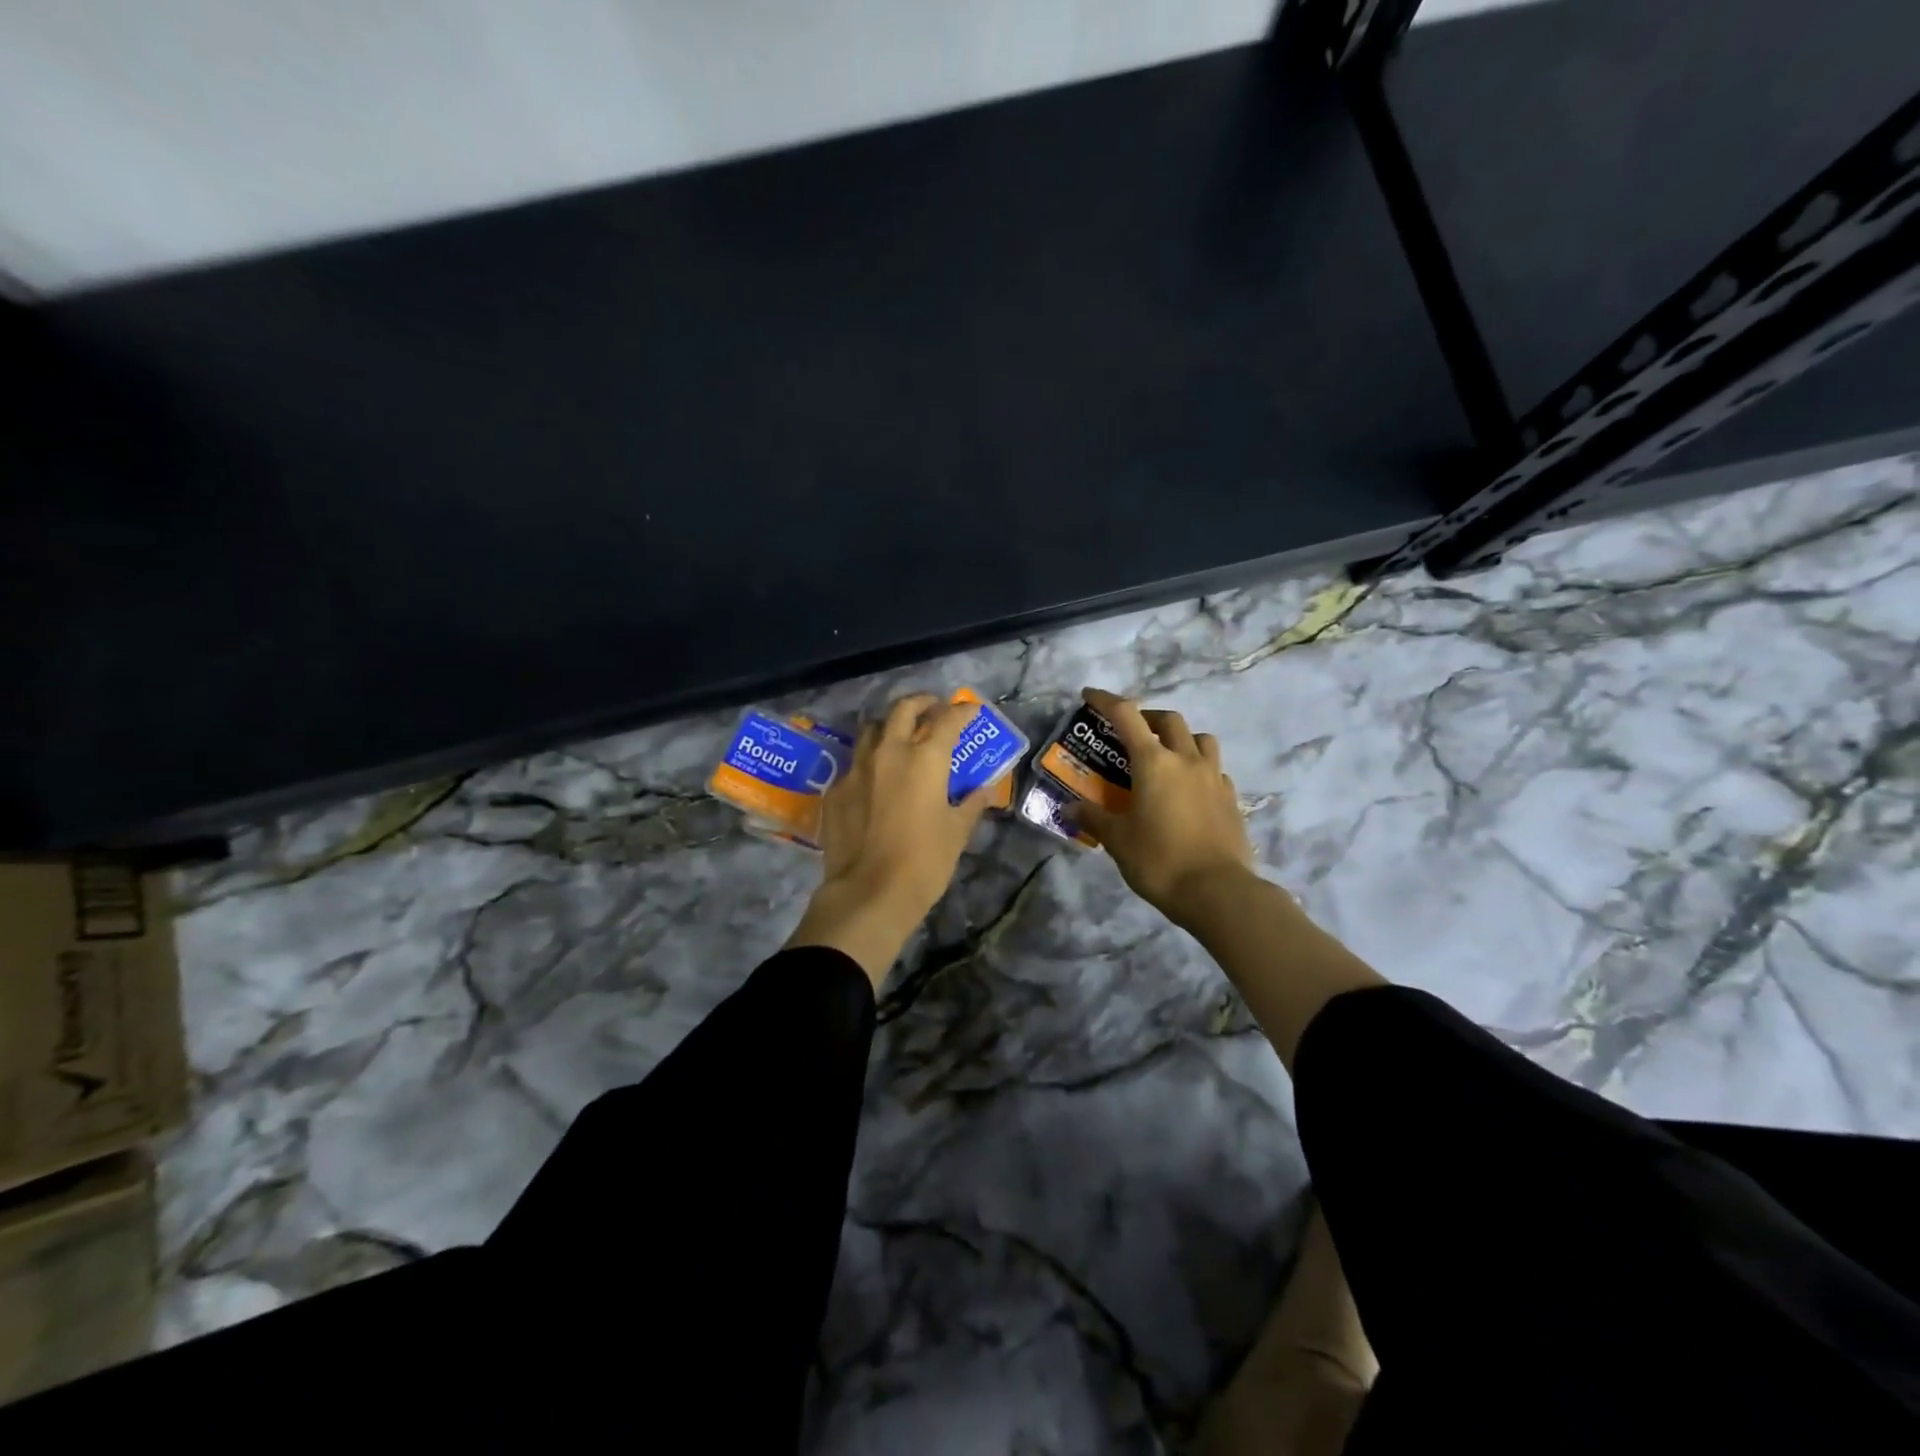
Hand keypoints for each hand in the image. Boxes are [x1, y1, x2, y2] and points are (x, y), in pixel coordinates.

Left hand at [785, 693, 994, 984]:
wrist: (869, 893)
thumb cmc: (924, 862)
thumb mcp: (957, 832)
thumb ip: (971, 804)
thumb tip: (983, 790)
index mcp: (925, 759)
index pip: (947, 720)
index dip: (962, 711)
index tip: (970, 709)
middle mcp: (889, 752)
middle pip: (903, 710)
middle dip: (921, 703)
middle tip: (933, 708)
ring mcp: (857, 769)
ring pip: (871, 730)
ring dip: (889, 727)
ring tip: (900, 737)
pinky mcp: (836, 790)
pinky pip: (854, 764)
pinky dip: (869, 762)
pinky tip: (875, 780)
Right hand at [1075, 687, 1256, 928]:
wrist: (1218, 892)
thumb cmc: (1159, 860)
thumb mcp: (1118, 840)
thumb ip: (1094, 818)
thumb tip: (1070, 809)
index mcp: (1154, 762)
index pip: (1126, 715)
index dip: (1106, 700)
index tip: (1090, 695)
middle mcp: (1186, 760)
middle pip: (1169, 720)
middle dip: (1147, 718)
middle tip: (1131, 734)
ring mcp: (1214, 777)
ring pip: (1200, 739)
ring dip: (1180, 738)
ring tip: (1166, 757)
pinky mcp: (1231, 798)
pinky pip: (1214, 768)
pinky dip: (1199, 767)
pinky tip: (1189, 788)